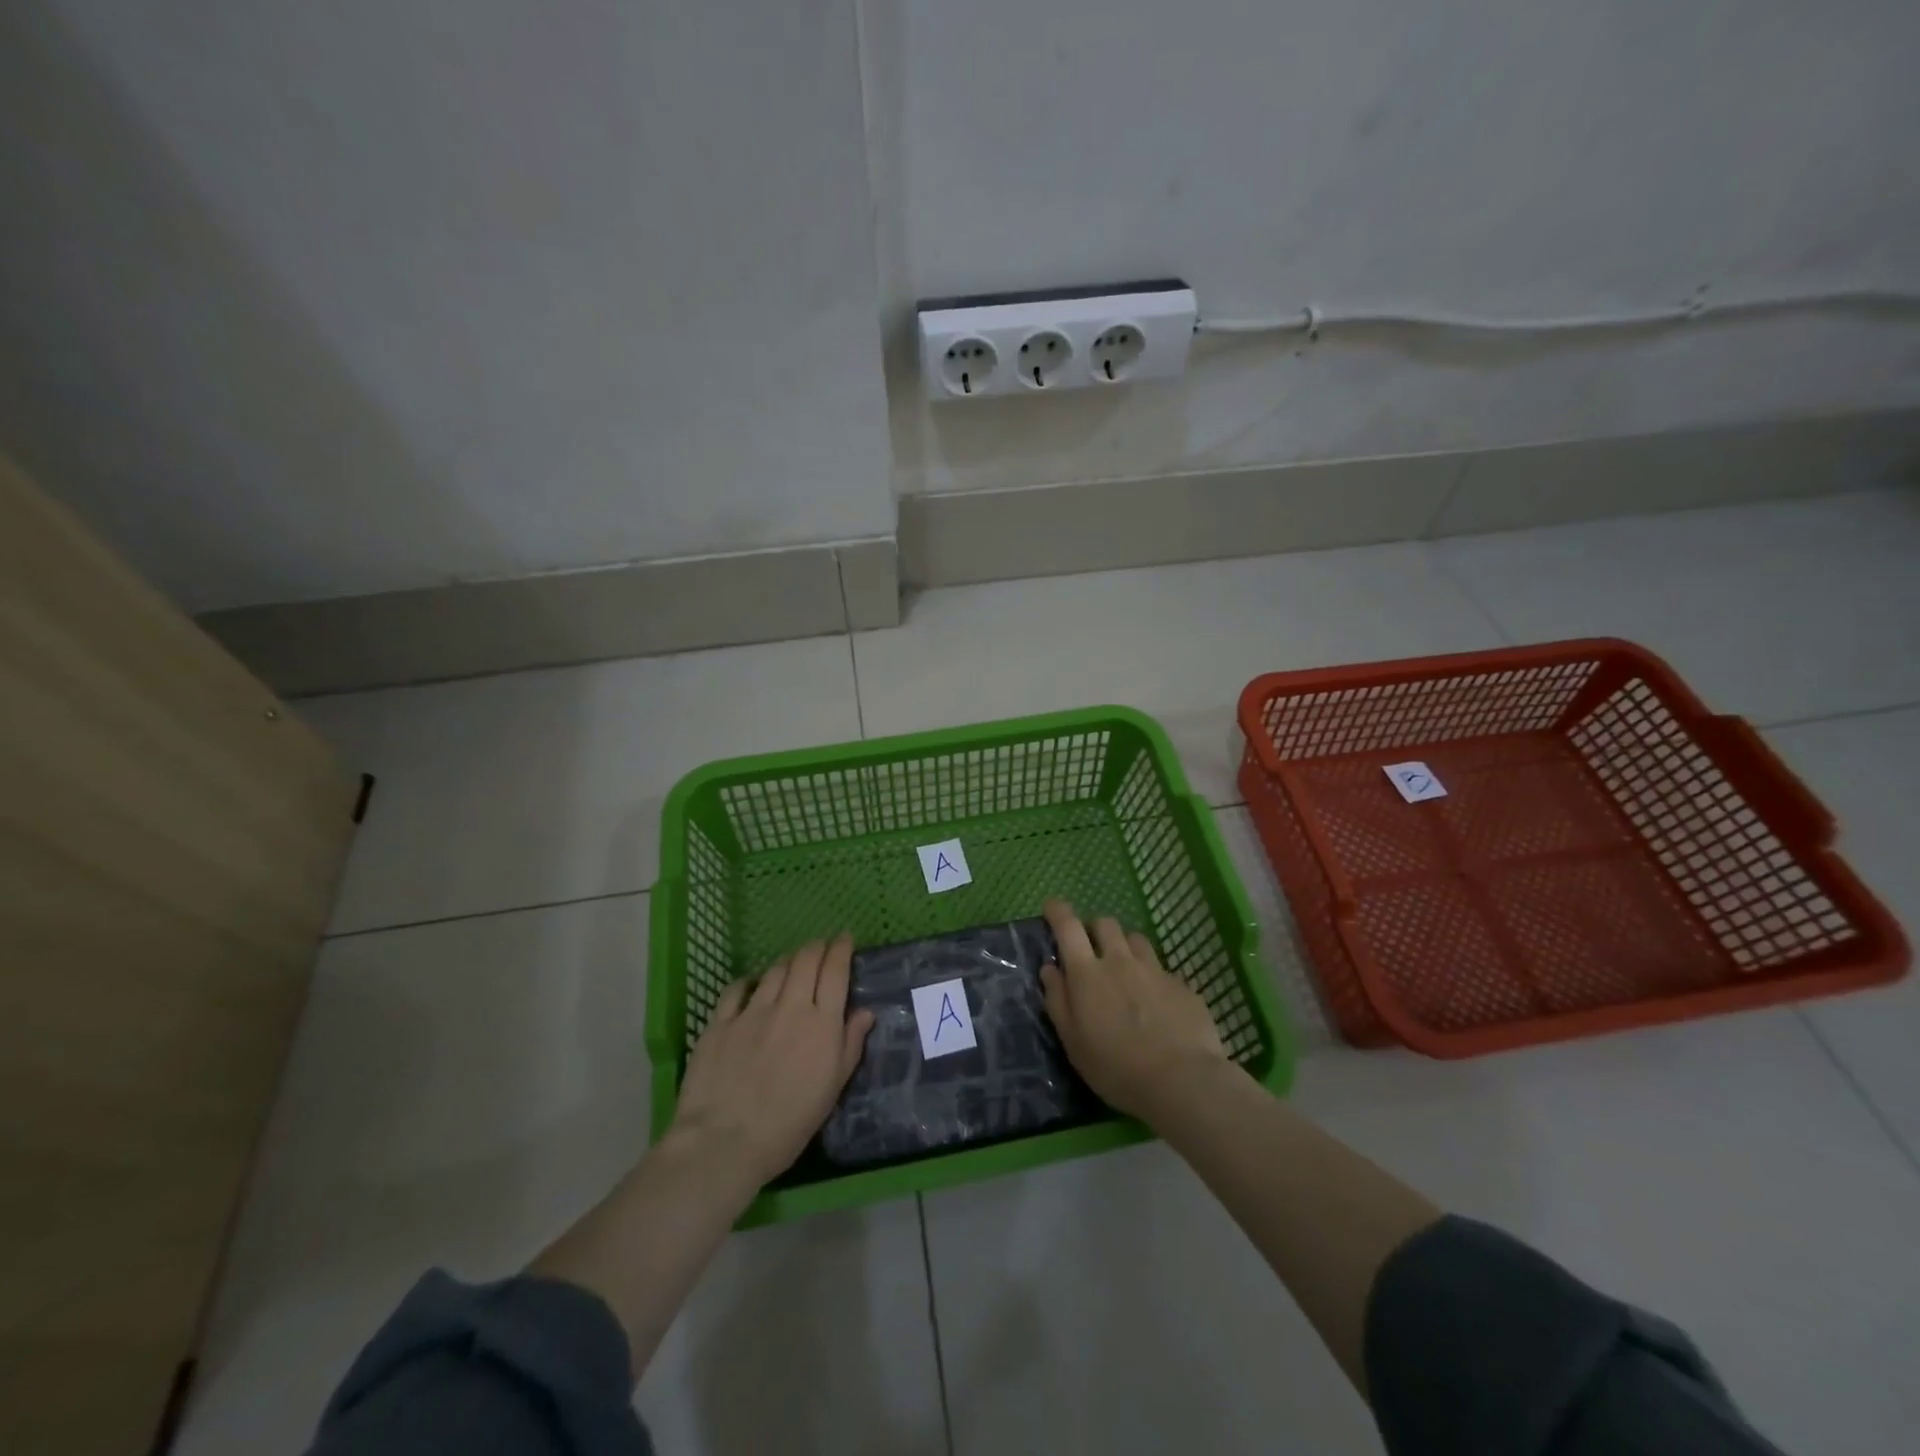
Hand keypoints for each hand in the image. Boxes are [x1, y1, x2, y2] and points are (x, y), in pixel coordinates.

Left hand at [669, 933, 874, 1188]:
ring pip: (774, 969)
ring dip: (788, 960)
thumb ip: (850, 1044)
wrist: (725, 1141)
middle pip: (805, 960)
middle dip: (817, 946)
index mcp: (822, 1022)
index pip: (835, 970)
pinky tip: (752, 983)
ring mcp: (752, 1011)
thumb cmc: (790, 1123)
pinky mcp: (721, 1022)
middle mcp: (790, 1006)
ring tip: (793, 962)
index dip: (841, 949)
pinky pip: (737, 988)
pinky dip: (749, 980)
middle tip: (822, 946)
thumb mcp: (832, 1088)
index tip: (845, 939)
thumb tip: (865, 1011)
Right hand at [1039, 899, 1227, 1122]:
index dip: (1058, 910)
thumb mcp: (1073, 1042)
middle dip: (1094, 929)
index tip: (1052, 907)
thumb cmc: (1116, 1068)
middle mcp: (1120, 962)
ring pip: (1136, 939)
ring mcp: (1155, 970)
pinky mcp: (1181, 985)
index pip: (1068, 927)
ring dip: (1125, 947)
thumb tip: (1049, 968)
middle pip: (1106, 924)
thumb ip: (1058, 1000)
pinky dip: (1152, 977)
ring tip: (1125, 971)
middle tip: (1091, 950)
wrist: (1182, 1081)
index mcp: (1088, 974)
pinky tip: (1157, 1003)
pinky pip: (1162, 969)